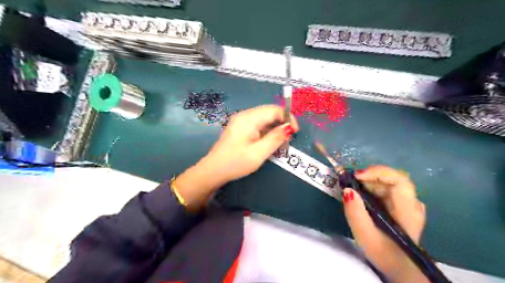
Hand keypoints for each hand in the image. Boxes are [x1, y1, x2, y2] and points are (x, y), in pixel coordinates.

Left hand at [176, 105, 296, 208]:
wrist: (214, 170)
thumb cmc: (236, 162)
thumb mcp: (259, 153)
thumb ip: (275, 138)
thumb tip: (290, 127)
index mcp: (249, 118)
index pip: (274, 110)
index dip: (288, 118)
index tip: (295, 132)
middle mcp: (245, 115)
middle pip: (269, 112)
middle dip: (282, 122)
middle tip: (288, 139)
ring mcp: (241, 120)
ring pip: (264, 118)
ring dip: (274, 127)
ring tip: (279, 142)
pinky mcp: (239, 127)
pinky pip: (257, 123)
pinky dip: (266, 130)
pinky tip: (268, 141)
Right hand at [341, 166, 426, 282]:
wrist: (400, 267)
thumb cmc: (384, 254)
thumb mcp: (365, 236)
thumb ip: (355, 213)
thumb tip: (347, 189)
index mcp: (408, 210)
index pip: (399, 180)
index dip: (378, 173)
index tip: (356, 176)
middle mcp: (412, 203)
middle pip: (391, 179)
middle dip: (368, 177)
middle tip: (349, 182)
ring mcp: (408, 203)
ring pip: (387, 182)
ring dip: (368, 181)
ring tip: (352, 188)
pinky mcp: (401, 204)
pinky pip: (386, 188)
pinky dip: (371, 187)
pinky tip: (361, 195)